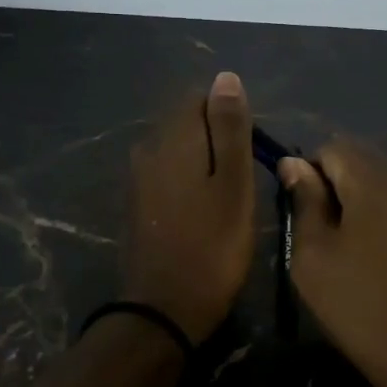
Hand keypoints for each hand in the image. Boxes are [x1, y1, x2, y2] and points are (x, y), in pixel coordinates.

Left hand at [120, 72, 256, 344]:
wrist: (163, 310)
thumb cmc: (212, 246)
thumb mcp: (234, 185)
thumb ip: (230, 129)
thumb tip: (225, 77)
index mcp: (173, 138)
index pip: (200, 98)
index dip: (231, 117)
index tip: (250, 153)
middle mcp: (148, 149)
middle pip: (187, 123)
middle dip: (217, 140)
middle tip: (243, 181)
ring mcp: (137, 178)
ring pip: (178, 151)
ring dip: (204, 163)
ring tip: (228, 198)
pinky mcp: (136, 204)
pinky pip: (167, 175)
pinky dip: (188, 183)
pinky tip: (204, 212)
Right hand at [279, 142, 386, 386]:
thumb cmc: (369, 313)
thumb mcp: (315, 263)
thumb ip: (305, 204)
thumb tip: (296, 165)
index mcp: (378, 180)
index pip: (335, 149)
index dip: (315, 177)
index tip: (312, 218)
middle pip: (375, 168)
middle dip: (353, 195)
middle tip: (345, 245)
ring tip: (385, 261)